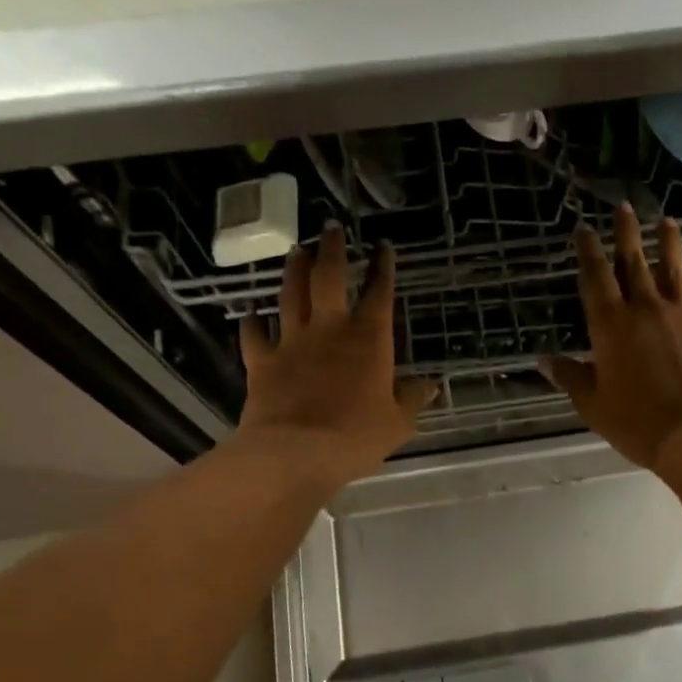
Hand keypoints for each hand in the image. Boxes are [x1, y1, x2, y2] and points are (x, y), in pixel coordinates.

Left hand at [238, 224, 437, 487]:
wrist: (295, 453)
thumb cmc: (355, 437)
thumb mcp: (398, 423)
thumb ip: (413, 399)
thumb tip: (431, 385)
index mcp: (369, 340)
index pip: (380, 293)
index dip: (383, 268)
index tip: (384, 247)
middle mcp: (329, 330)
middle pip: (328, 278)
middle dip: (332, 250)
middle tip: (331, 228)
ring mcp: (291, 343)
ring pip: (290, 295)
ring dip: (295, 270)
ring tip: (297, 251)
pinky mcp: (262, 361)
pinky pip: (253, 335)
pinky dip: (251, 323)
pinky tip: (250, 315)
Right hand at [541, 204, 681, 469]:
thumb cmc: (637, 422)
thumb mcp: (593, 404)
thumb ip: (570, 377)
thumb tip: (543, 360)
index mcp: (610, 326)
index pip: (595, 278)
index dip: (588, 251)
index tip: (584, 228)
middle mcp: (645, 310)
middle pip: (633, 262)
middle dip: (626, 233)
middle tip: (624, 206)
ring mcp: (681, 315)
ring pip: (673, 270)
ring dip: (668, 244)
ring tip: (667, 221)